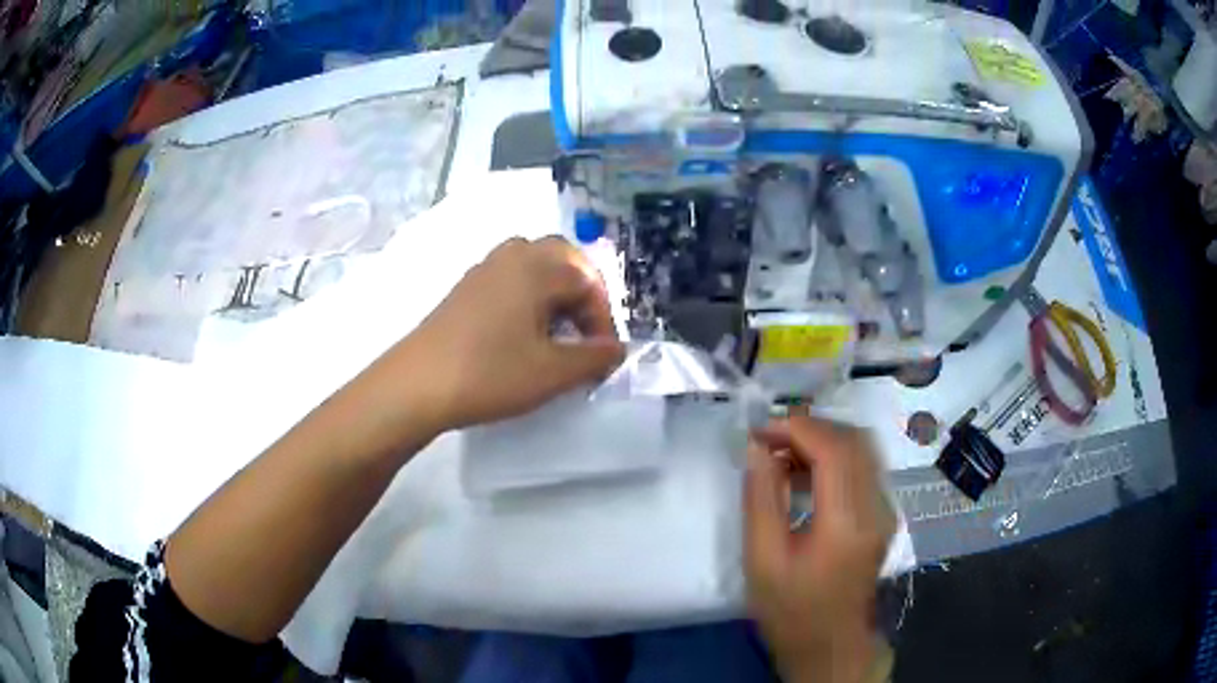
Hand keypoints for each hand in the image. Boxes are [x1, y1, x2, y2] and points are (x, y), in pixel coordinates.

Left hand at [387, 236, 624, 436]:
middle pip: (562, 257)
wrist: (417, 384)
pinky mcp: (465, 288)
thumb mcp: (552, 373)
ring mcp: (484, 269)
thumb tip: (617, 349)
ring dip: (553, 289)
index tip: (601, 355)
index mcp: (537, 268)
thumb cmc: (490, 374)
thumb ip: (593, 358)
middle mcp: (512, 257)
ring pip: (533, 263)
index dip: (602, 318)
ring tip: (555, 330)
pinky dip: (527, 294)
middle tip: (583, 331)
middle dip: (581, 291)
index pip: (588, 281)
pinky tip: (520, 331)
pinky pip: (508, 276)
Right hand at [744, 414, 895, 682]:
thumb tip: (757, 448)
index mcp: (847, 522)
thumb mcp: (762, 558)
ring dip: (822, 440)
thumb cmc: (790, 609)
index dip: (796, 428)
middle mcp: (876, 507)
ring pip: (862, 449)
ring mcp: (885, 510)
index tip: (758, 432)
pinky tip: (803, 474)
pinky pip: (863, 467)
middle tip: (768, 439)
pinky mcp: (883, 514)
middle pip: (853, 440)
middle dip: (809, 428)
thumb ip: (761, 498)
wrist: (829, 643)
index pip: (833, 449)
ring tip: (781, 455)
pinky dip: (833, 457)